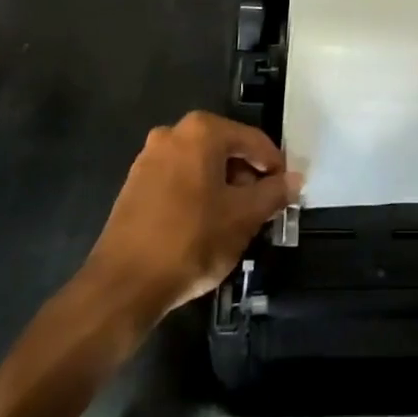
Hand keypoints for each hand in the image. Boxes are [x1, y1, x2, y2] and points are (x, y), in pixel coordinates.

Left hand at [85, 111, 299, 320]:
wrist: (123, 285)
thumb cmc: (191, 240)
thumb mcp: (244, 217)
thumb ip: (273, 193)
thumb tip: (294, 180)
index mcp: (202, 131)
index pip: (253, 140)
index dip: (274, 166)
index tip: (286, 192)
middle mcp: (173, 133)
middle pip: (225, 149)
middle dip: (247, 176)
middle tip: (262, 209)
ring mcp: (149, 158)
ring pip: (201, 165)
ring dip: (223, 187)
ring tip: (236, 221)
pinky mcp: (134, 184)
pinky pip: (179, 179)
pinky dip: (198, 194)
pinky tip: (205, 225)